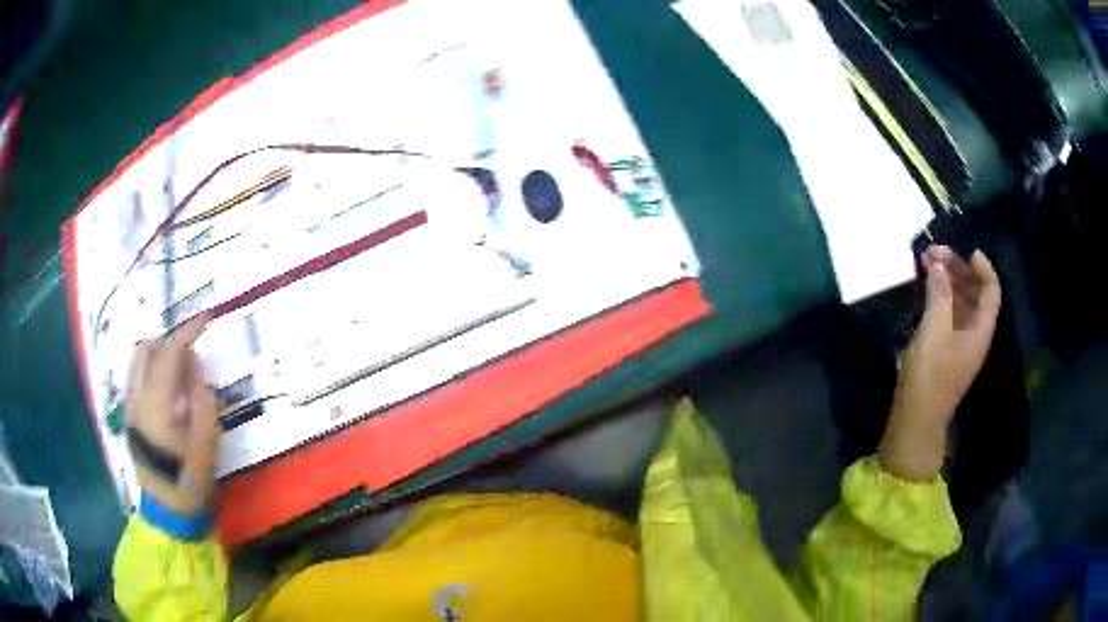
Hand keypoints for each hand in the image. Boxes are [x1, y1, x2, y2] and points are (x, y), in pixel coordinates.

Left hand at [126, 314, 220, 512]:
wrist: (167, 514)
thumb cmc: (190, 481)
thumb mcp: (207, 443)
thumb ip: (201, 398)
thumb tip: (195, 364)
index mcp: (156, 405)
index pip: (169, 352)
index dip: (189, 331)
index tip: (207, 319)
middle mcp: (136, 398)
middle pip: (147, 348)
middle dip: (170, 342)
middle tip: (193, 357)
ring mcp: (128, 406)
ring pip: (138, 361)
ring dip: (159, 355)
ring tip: (181, 373)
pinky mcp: (128, 415)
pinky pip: (137, 377)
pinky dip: (152, 371)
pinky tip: (168, 392)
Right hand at [879, 246, 1000, 481]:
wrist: (915, 420)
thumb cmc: (930, 376)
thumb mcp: (934, 331)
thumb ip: (939, 294)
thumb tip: (937, 263)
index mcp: (980, 330)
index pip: (991, 291)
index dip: (983, 267)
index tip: (966, 249)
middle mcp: (975, 333)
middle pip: (975, 293)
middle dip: (959, 269)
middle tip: (935, 253)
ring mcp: (960, 342)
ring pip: (961, 302)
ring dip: (947, 280)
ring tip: (927, 263)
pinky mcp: (945, 349)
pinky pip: (949, 313)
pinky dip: (940, 296)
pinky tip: (926, 288)